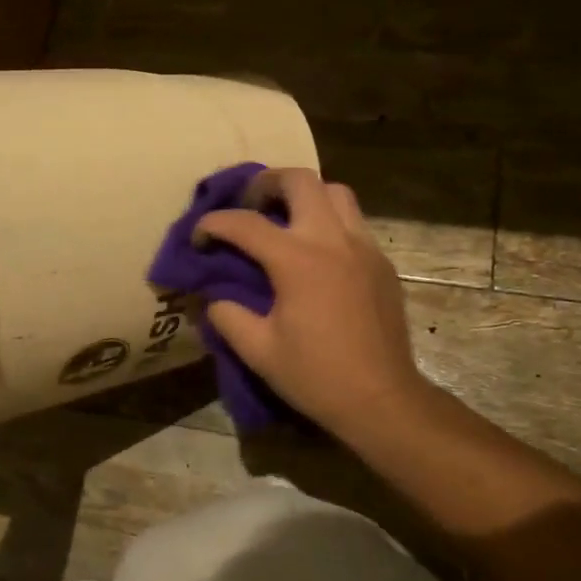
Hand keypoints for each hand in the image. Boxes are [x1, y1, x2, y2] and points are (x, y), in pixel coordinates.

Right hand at [198, 168, 432, 446]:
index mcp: (297, 260)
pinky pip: (354, 222)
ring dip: (305, 195)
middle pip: (300, 180)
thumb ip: (227, 316)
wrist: (382, 400)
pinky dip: (329, 221)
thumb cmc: (317, 376)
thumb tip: (214, 297)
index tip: (198, 238)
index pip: (244, 223)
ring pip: (335, 192)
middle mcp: (332, 240)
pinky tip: (317, 252)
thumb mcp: (258, 351)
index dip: (213, 224)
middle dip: (266, 183)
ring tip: (285, 218)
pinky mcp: (382, 262)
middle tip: (249, 205)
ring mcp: (363, 247)